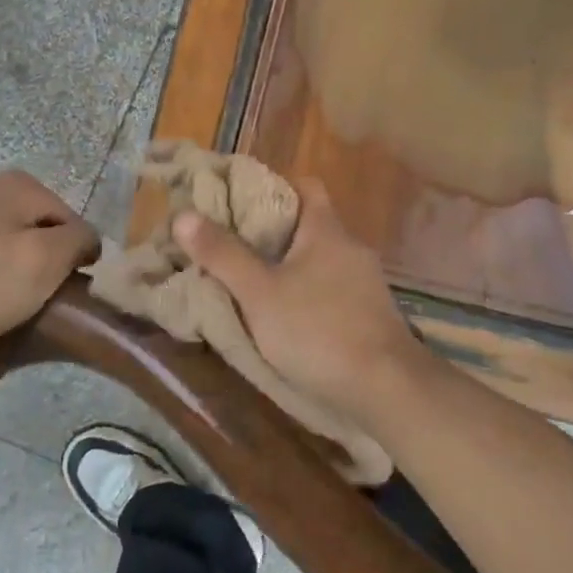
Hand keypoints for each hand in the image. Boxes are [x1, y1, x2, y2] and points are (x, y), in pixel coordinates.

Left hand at [0, 170, 98, 356]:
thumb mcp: (47, 260)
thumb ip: (80, 240)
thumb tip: (88, 240)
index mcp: (21, 184)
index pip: (74, 222)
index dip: (76, 258)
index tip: (65, 289)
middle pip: (43, 230)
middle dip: (46, 261)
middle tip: (39, 297)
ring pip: (14, 242)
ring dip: (18, 270)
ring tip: (10, 303)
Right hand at [172, 179, 430, 425]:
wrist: (387, 387)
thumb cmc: (318, 330)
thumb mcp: (260, 293)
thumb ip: (223, 255)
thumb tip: (184, 215)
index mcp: (326, 229)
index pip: (305, 185)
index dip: (274, 186)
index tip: (240, 202)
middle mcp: (351, 247)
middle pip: (311, 223)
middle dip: (275, 232)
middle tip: (236, 247)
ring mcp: (367, 282)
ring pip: (323, 259)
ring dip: (294, 267)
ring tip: (257, 284)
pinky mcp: (373, 314)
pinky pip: (335, 290)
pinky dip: (312, 294)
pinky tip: (293, 318)